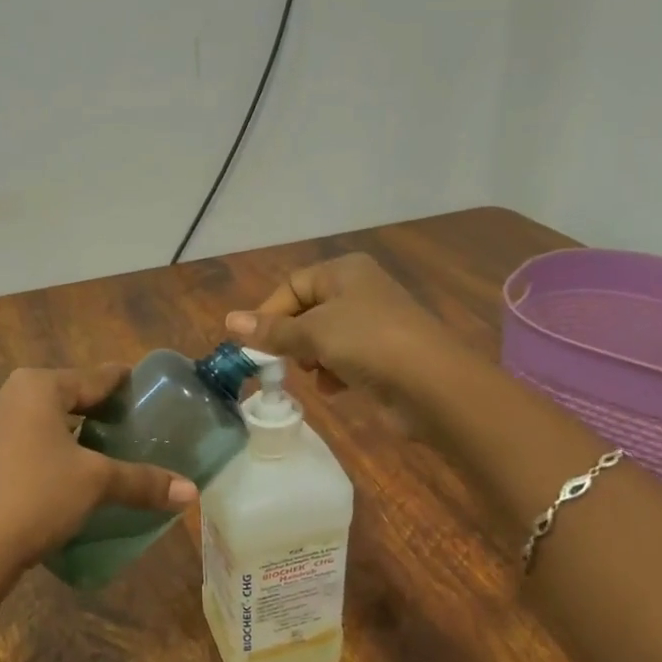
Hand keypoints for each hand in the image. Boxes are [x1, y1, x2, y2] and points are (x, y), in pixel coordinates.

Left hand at [0, 365, 196, 590]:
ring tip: (112, 451)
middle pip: (70, 396)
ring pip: (49, 423)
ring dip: (78, 435)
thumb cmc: (36, 495)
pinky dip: (56, 452)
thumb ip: (142, 481)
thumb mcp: (96, 483)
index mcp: (38, 387)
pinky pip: (31, 444)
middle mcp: (11, 398)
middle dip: (102, 411)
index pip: (94, 376)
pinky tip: (75, 475)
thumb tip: (191, 492)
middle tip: (138, 426)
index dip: (125, 383)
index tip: (149, 389)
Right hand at [224, 253, 457, 418]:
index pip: (292, 285)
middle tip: (286, 361)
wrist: (432, 385)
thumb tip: (229, 320)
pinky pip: (346, 359)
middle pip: (307, 312)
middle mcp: (360, 291)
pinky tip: (336, 389)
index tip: (256, 344)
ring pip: (325, 338)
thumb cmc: (368, 343)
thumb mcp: (313, 333)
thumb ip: (272, 330)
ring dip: (313, 359)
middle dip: (293, 339)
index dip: (270, 313)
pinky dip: (336, 373)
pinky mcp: (384, 355)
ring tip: (315, 375)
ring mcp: (374, 324)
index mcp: (344, 272)